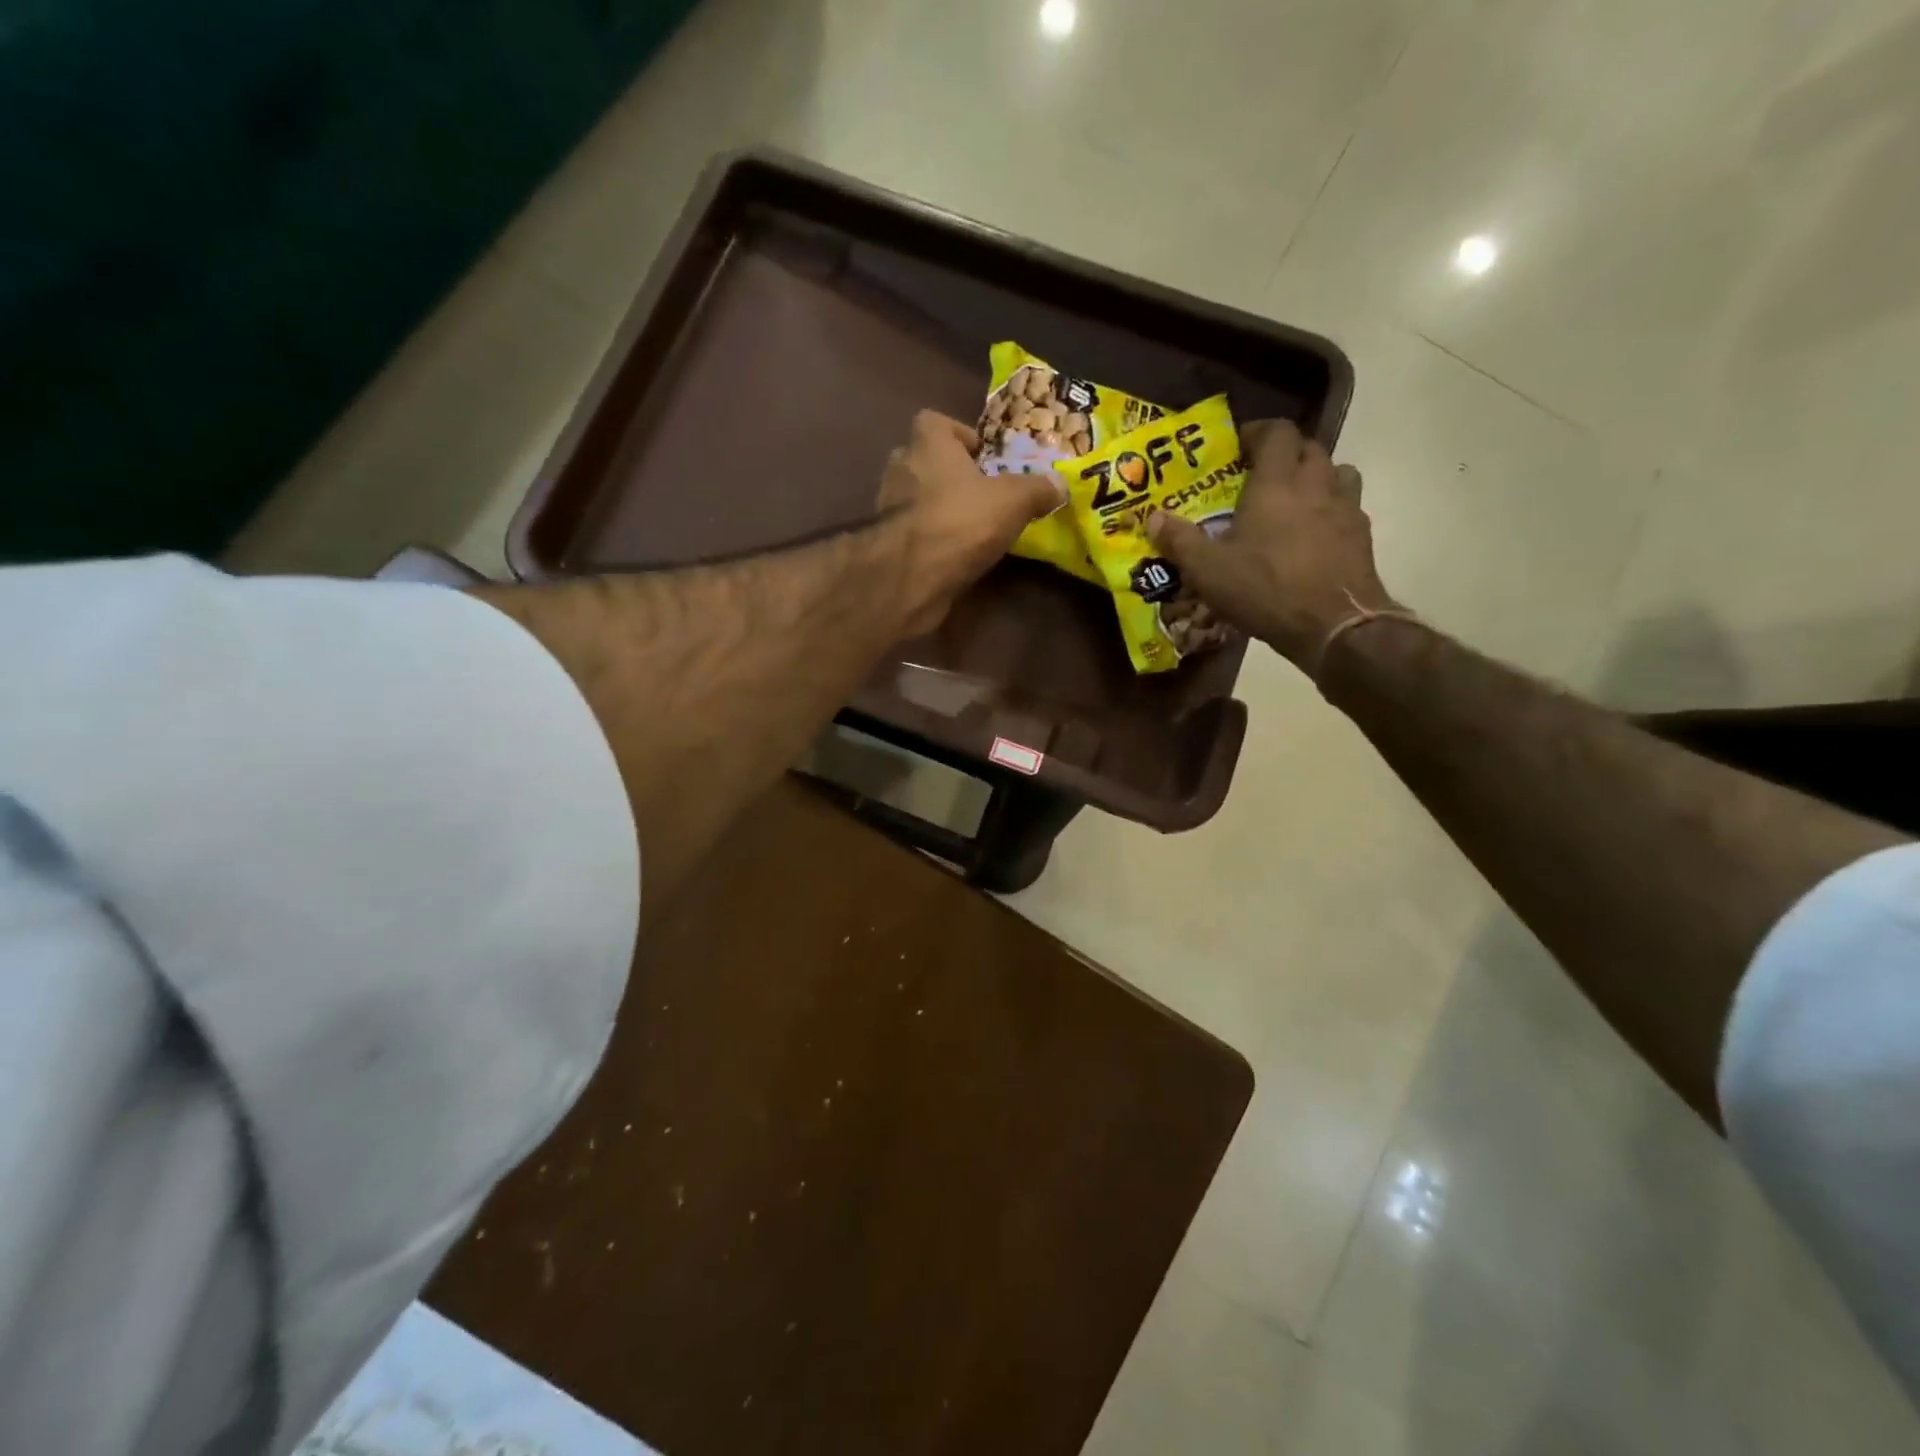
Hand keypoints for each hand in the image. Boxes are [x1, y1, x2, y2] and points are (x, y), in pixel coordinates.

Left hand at [879, 409, 1062, 634]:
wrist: (911, 577)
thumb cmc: (961, 521)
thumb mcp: (1014, 501)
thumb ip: (1037, 489)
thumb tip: (1060, 484)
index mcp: (928, 445)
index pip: (933, 421)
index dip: (958, 433)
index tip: (982, 456)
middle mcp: (901, 469)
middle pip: (923, 460)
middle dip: (949, 473)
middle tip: (980, 493)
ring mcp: (888, 509)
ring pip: (915, 498)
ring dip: (938, 508)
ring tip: (971, 527)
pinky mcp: (886, 546)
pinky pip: (912, 533)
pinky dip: (929, 539)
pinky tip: (954, 555)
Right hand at [1145, 419, 1395, 668]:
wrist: (1333, 624)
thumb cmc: (1265, 588)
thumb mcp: (1208, 570)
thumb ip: (1180, 541)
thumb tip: (1153, 518)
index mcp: (1276, 483)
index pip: (1277, 432)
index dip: (1258, 432)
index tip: (1238, 447)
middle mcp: (1316, 484)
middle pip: (1309, 447)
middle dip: (1285, 453)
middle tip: (1262, 475)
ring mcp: (1346, 508)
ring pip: (1337, 472)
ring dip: (1316, 476)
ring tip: (1295, 499)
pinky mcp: (1362, 535)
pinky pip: (1349, 506)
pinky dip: (1332, 509)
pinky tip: (1315, 534)